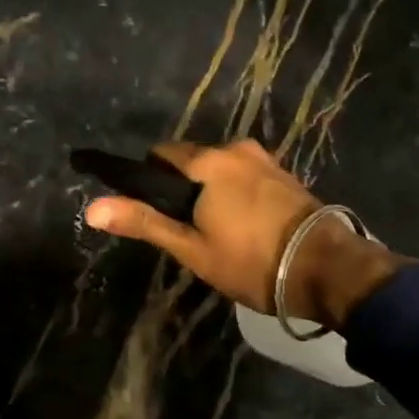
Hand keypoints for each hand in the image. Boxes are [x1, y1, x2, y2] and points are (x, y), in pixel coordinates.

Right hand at [83, 140, 407, 330]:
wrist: (326, 269)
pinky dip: (235, 192)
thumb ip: (144, 222)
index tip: (153, 212)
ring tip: (216, 231)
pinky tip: (244, 224)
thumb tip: (92, 207)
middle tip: (186, 230)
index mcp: (207, 162)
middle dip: (182, 187)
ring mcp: (264, 159)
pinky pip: (245, 175)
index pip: (161, 155)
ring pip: (220, 169)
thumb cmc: (251, 261)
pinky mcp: (284, 174)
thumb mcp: (191, 248)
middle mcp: (235, 149)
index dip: (149, 181)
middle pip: (192, 160)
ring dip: (211, 190)